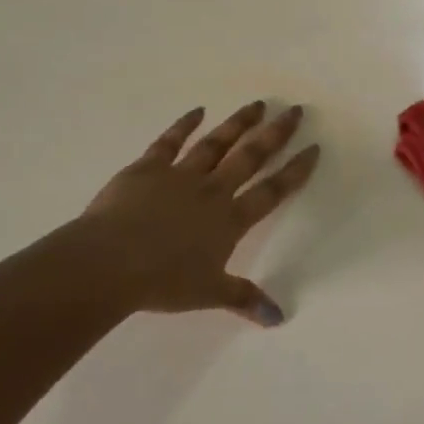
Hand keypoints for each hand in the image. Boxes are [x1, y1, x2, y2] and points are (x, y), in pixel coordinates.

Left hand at [68, 101, 319, 325]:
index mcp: (229, 220)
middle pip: (250, 157)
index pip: (272, 191)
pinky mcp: (148, 167)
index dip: (295, 170)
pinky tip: (197, 111)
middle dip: (275, 133)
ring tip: (258, 104)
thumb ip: (244, 299)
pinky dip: (184, 125)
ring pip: (216, 143)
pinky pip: (169, 141)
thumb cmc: (162, 282)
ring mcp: (180, 175)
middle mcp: (212, 191)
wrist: (110, 262)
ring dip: (238, 123)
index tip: (313, 148)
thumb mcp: (208, 294)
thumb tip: (279, 319)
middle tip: (295, 110)